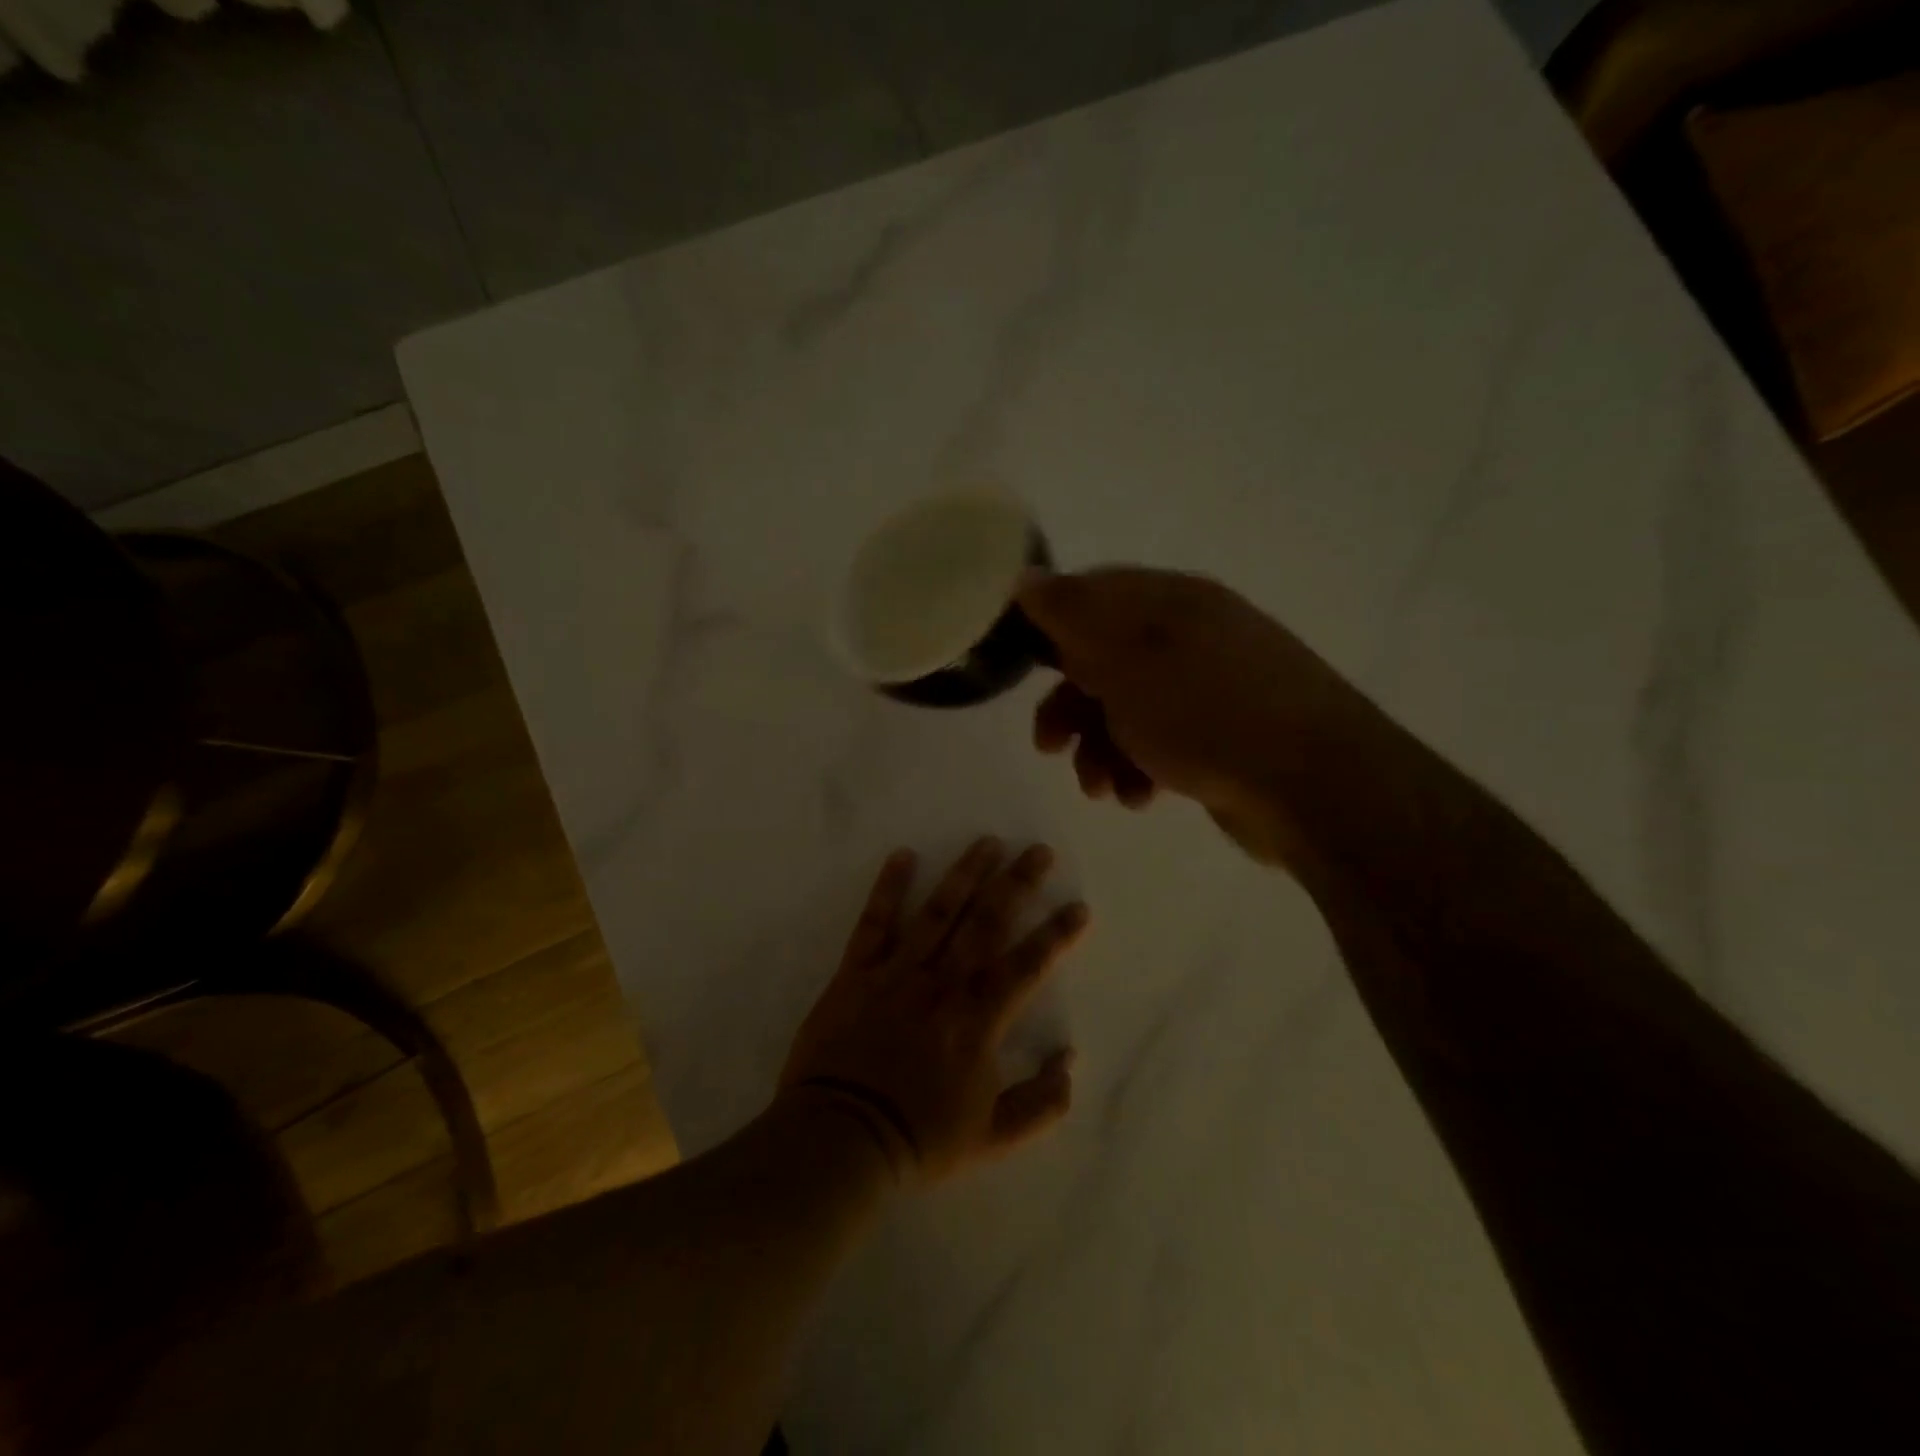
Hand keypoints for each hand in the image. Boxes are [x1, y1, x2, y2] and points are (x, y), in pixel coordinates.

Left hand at [779, 839, 1087, 1184]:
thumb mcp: (992, 1138)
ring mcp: (898, 973)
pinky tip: (902, 856)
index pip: (1027, 967)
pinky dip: (888, 888)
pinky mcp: (856, 973)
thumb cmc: (917, 1138)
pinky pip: (874, 923)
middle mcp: (943, 984)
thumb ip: (1039, 1103)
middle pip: (987, 924)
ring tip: (986, 842)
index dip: (1056, 936)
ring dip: (965, 874)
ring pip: (938, 913)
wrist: (840, 1139)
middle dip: (1017, 885)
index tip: (1078, 906)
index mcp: (978, 1020)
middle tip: (1038, 851)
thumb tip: (1069, 1060)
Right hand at [1019, 568, 1357, 861]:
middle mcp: (1189, 638)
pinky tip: (1138, 797)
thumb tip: (1026, 575)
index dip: (1050, 630)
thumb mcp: (1123, 655)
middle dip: (1069, 706)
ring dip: (1099, 749)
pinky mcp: (1220, 740)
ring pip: (1127, 711)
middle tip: (1048, 745)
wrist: (1310, 785)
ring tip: (1100, 787)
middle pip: (1103, 661)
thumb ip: (1070, 613)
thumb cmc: (1203, 711)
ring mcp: (1208, 690)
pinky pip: (1159, 745)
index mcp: (1169, 602)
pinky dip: (1137, 770)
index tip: (1023, 669)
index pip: (1092, 596)